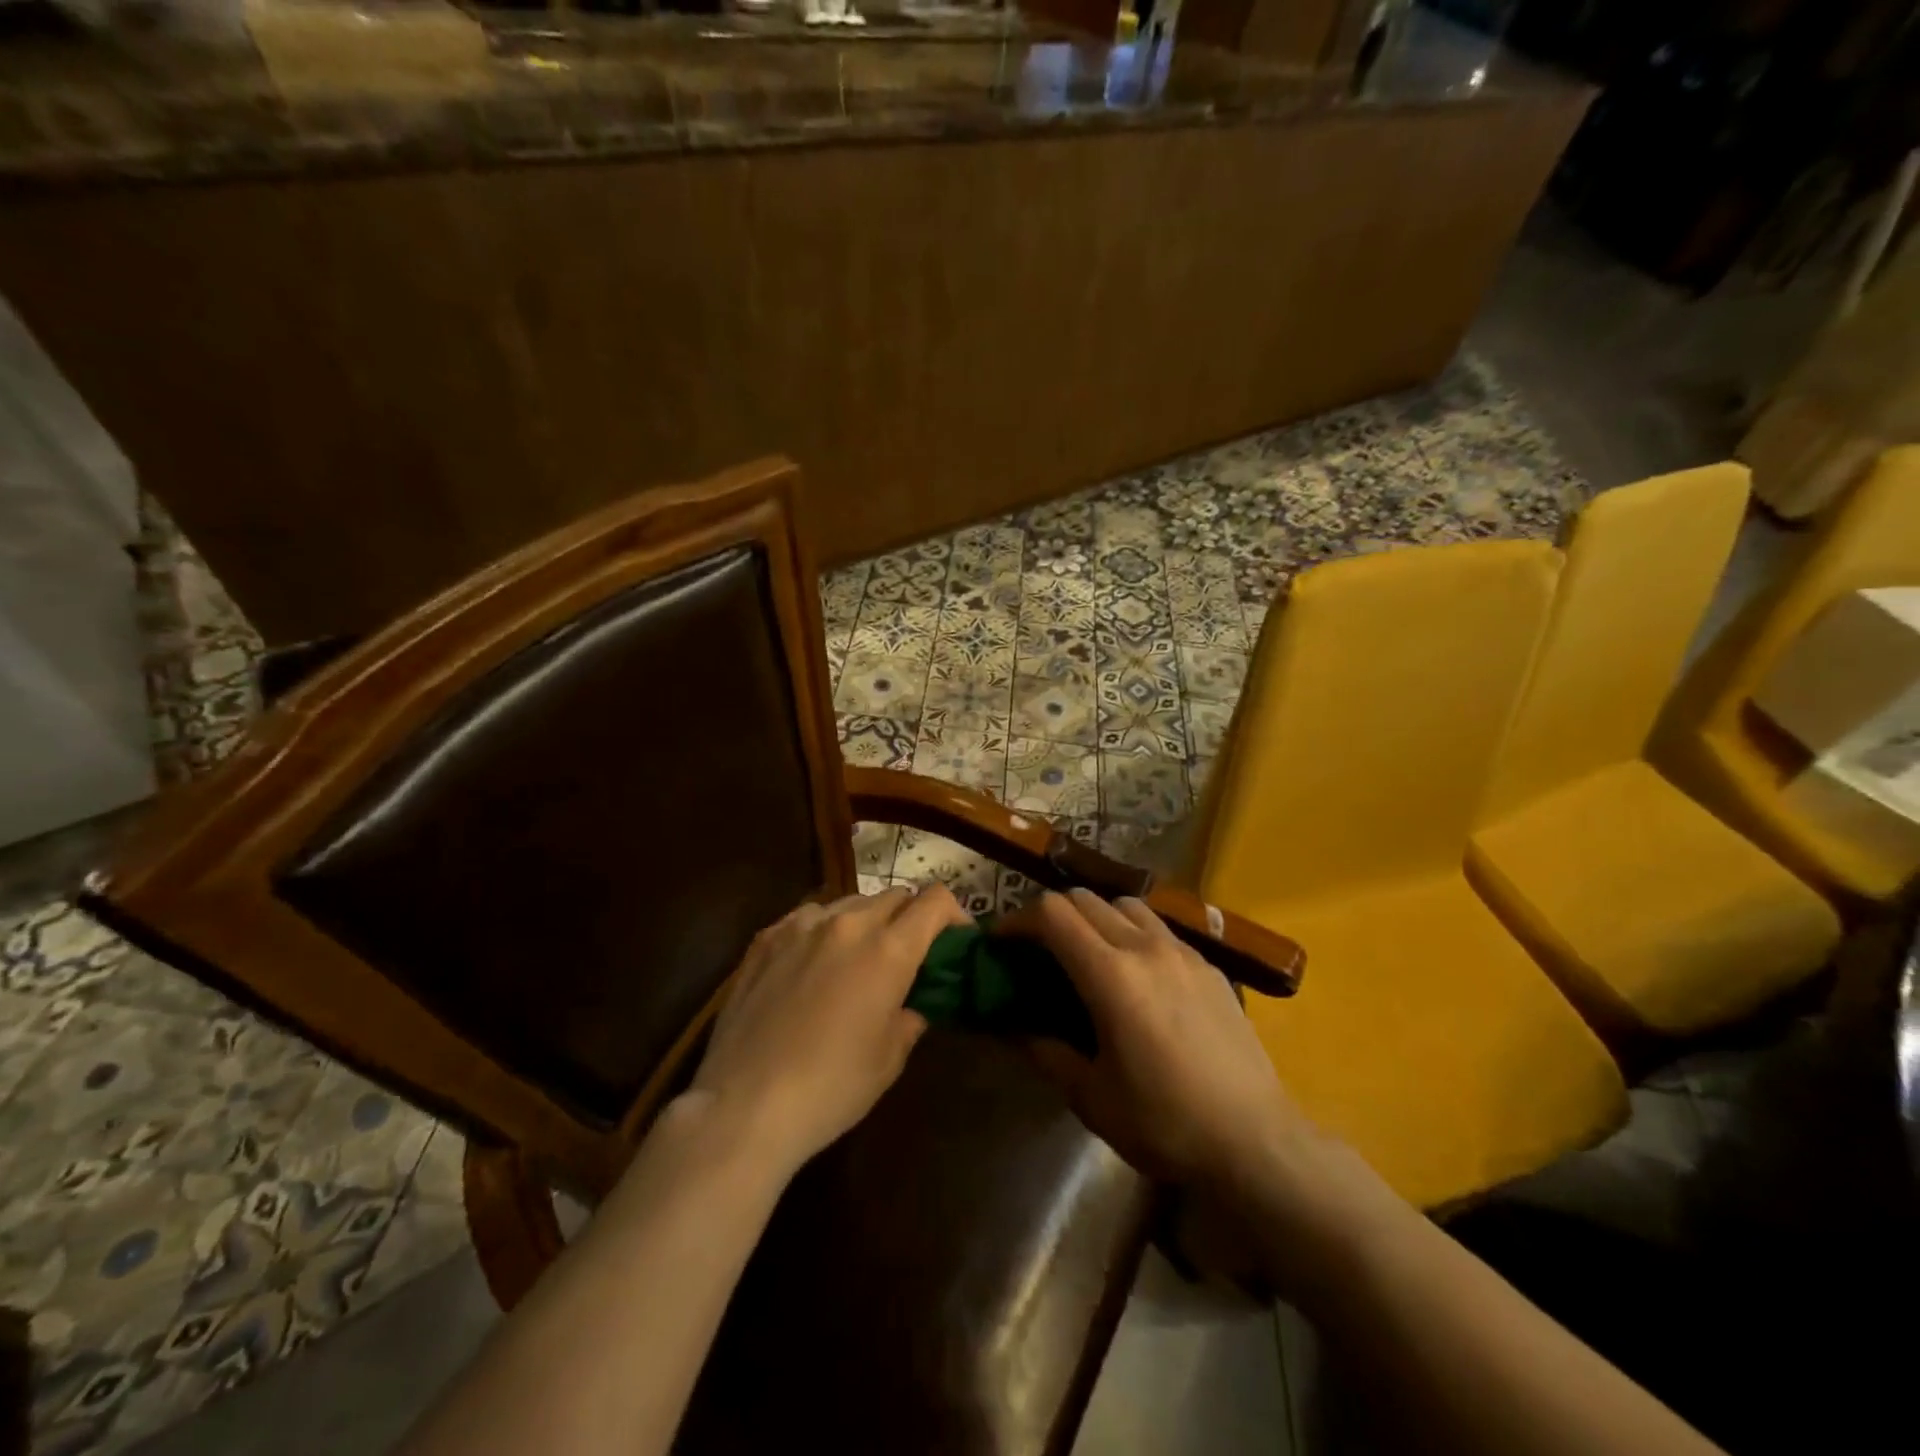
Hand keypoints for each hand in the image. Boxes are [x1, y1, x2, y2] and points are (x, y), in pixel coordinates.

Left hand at [689, 884, 969, 1177]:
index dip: (954, 914)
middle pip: (894, 896)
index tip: (955, 940)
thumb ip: (910, 1016)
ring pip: (849, 902)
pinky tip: (812, 964)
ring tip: (858, 958)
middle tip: (909, 954)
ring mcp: (800, 925)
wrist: (744, 1106)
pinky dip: (823, 930)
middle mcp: (847, 923)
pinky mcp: (765, 938)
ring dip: (866, 921)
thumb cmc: (830, 1088)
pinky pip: (807, 918)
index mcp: (888, 950)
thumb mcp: (889, 1059)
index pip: (934, 901)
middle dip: (911, 917)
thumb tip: (913, 1002)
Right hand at [1000, 889, 1323, 1193]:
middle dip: (1051, 915)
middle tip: (1037, 949)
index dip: (1018, 920)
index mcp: (1111, 975)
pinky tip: (1137, 974)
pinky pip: (1160, 928)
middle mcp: (1145, 948)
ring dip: (1095, 915)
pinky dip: (1133, 932)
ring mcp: (1182, 952)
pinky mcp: (1208, 965)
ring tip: (1087, 952)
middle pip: (1085, 899)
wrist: (1255, 1141)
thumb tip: (1015, 1030)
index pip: (1053, 915)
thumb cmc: (1165, 1123)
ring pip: (1126, 903)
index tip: (1000, 941)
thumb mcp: (1092, 1098)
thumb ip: (1048, 1053)